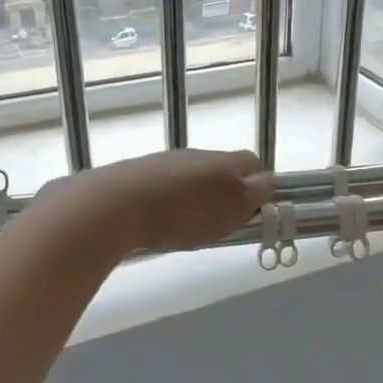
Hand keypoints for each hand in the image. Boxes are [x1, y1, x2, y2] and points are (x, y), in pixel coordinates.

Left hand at [45, 149, 273, 253]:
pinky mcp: (136, 177)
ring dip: (198, 199)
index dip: (262, 186)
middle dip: (228, 194)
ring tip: (192, 228)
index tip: (258, 212)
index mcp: (224, 160)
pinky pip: (164, 189)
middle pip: (222, 170)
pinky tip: (162, 224)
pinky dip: (170, 204)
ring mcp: (163, 163)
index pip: (254, 163)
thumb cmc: (184, 211)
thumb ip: (255, 194)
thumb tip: (267, 184)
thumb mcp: (233, 207)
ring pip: (192, 179)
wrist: (115, 205)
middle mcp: (195, 155)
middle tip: (226, 224)